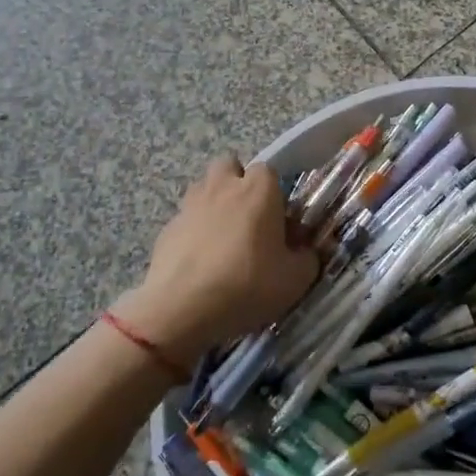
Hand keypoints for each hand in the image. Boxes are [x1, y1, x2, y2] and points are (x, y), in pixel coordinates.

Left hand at [115, 156, 318, 369]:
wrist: (182, 308)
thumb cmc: (247, 284)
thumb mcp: (295, 279)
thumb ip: (307, 259)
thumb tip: (307, 253)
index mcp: (258, 189)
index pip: (268, 170)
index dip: (274, 192)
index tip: (278, 220)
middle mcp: (223, 186)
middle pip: (230, 166)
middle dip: (237, 183)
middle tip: (247, 217)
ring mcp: (190, 205)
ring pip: (203, 188)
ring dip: (213, 203)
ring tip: (222, 238)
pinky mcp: (167, 228)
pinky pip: (185, 220)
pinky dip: (193, 232)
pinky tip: (199, 262)